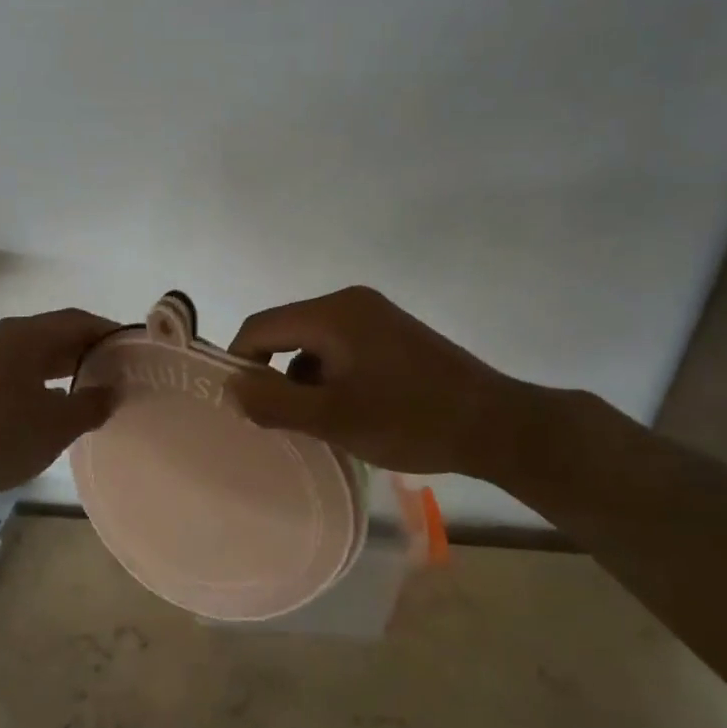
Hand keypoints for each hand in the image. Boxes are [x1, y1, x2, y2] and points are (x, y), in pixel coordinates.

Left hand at [0, 308, 116, 506]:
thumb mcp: (56, 424)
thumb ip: (91, 404)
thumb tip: (112, 391)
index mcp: (26, 335)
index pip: (78, 321)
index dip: (109, 334)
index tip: (136, 353)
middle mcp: (5, 339)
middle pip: (57, 335)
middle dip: (90, 353)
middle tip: (121, 375)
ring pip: (37, 357)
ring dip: (67, 371)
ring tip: (96, 393)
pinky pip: (21, 375)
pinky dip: (45, 385)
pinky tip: (57, 410)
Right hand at [227, 286, 545, 480]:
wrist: (496, 425)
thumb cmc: (410, 420)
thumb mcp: (333, 418)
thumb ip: (274, 402)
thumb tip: (229, 387)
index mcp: (333, 313)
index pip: (260, 327)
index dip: (240, 364)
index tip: (241, 407)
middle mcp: (350, 303)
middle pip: (286, 332)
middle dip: (274, 375)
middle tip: (277, 421)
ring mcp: (375, 316)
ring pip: (313, 344)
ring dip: (303, 380)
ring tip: (317, 423)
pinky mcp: (392, 334)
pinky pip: (340, 349)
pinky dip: (330, 377)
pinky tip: (346, 412)